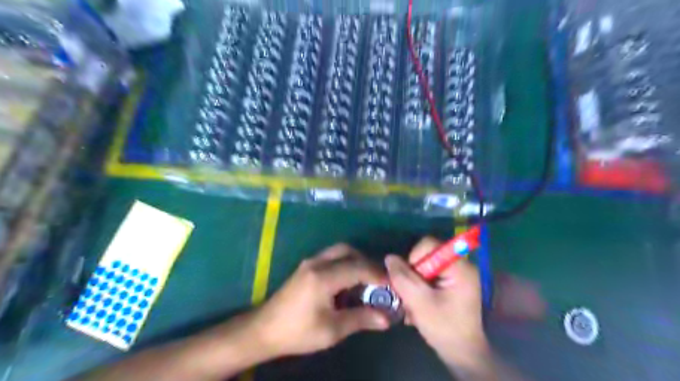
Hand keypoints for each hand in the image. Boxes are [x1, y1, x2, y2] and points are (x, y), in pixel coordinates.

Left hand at [249, 245, 389, 358]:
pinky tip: (348, 282)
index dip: (377, 274)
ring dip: (355, 261)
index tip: (392, 283)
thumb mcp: (331, 330)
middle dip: (366, 262)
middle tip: (379, 280)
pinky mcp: (306, 267)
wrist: (264, 330)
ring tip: (366, 281)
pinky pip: (331, 257)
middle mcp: (317, 263)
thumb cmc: (298, 332)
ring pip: (339, 251)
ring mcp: (310, 262)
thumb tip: (386, 318)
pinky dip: (345, 263)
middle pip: (348, 251)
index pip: (357, 267)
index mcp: (323, 277)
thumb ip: (360, 319)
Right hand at [384, 238, 491, 369]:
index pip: (429, 244)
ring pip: (424, 267)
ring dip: (414, 283)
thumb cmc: (444, 327)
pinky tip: (417, 305)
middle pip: (426, 255)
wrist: (462, 354)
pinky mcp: (451, 283)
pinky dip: (419, 288)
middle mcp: (460, 265)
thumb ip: (403, 278)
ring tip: (412, 303)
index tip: (410, 279)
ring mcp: (456, 274)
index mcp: (459, 267)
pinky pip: (428, 276)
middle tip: (408, 294)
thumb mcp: (419, 302)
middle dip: (412, 274)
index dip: (414, 257)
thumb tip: (389, 257)